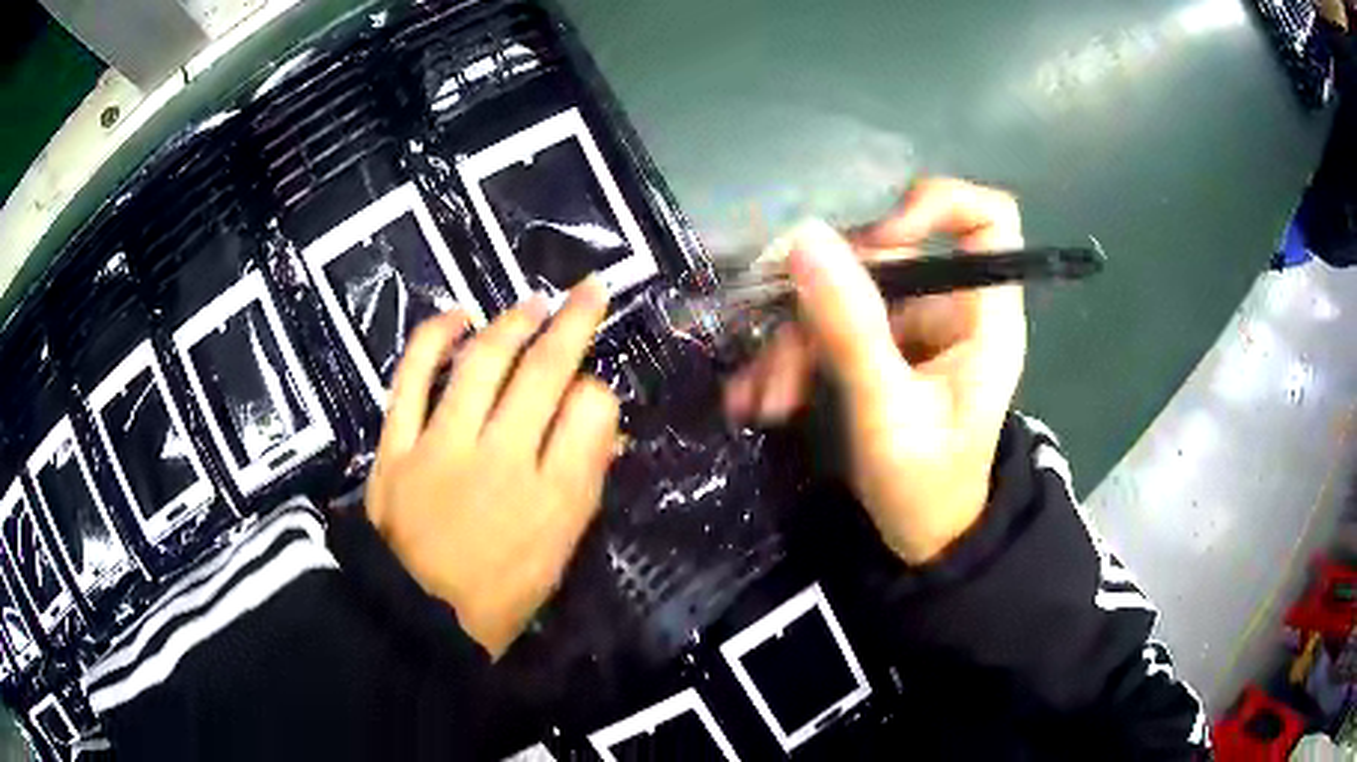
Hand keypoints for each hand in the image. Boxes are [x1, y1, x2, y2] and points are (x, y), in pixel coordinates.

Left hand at [365, 278, 620, 657]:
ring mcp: (443, 446)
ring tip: (532, 304)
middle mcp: (503, 460)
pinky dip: (433, 338)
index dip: (599, 389)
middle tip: (589, 291)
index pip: (591, 411)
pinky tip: (456, 316)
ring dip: (512, 322)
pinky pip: (412, 377)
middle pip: (544, 372)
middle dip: (574, 322)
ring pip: (482, 361)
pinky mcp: (396, 445)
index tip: (593, 388)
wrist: (415, 617)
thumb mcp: (559, 553)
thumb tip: (594, 422)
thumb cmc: (498, 595)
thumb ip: (581, 483)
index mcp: (553, 497)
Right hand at [724, 178, 1026, 563]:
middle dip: (822, 303)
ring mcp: (910, 326)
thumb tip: (805, 238)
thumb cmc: (926, 488)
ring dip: (793, 342)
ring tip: (762, 398)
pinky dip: (792, 358)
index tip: (881, 240)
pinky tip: (759, 397)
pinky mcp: (878, 347)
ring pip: (842, 293)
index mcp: (983, 316)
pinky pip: (828, 326)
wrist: (921, 542)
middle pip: (885, 257)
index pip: (985, 220)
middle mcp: (948, 307)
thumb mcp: (888, 414)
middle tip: (780, 360)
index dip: (935, 207)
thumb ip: (852, 329)